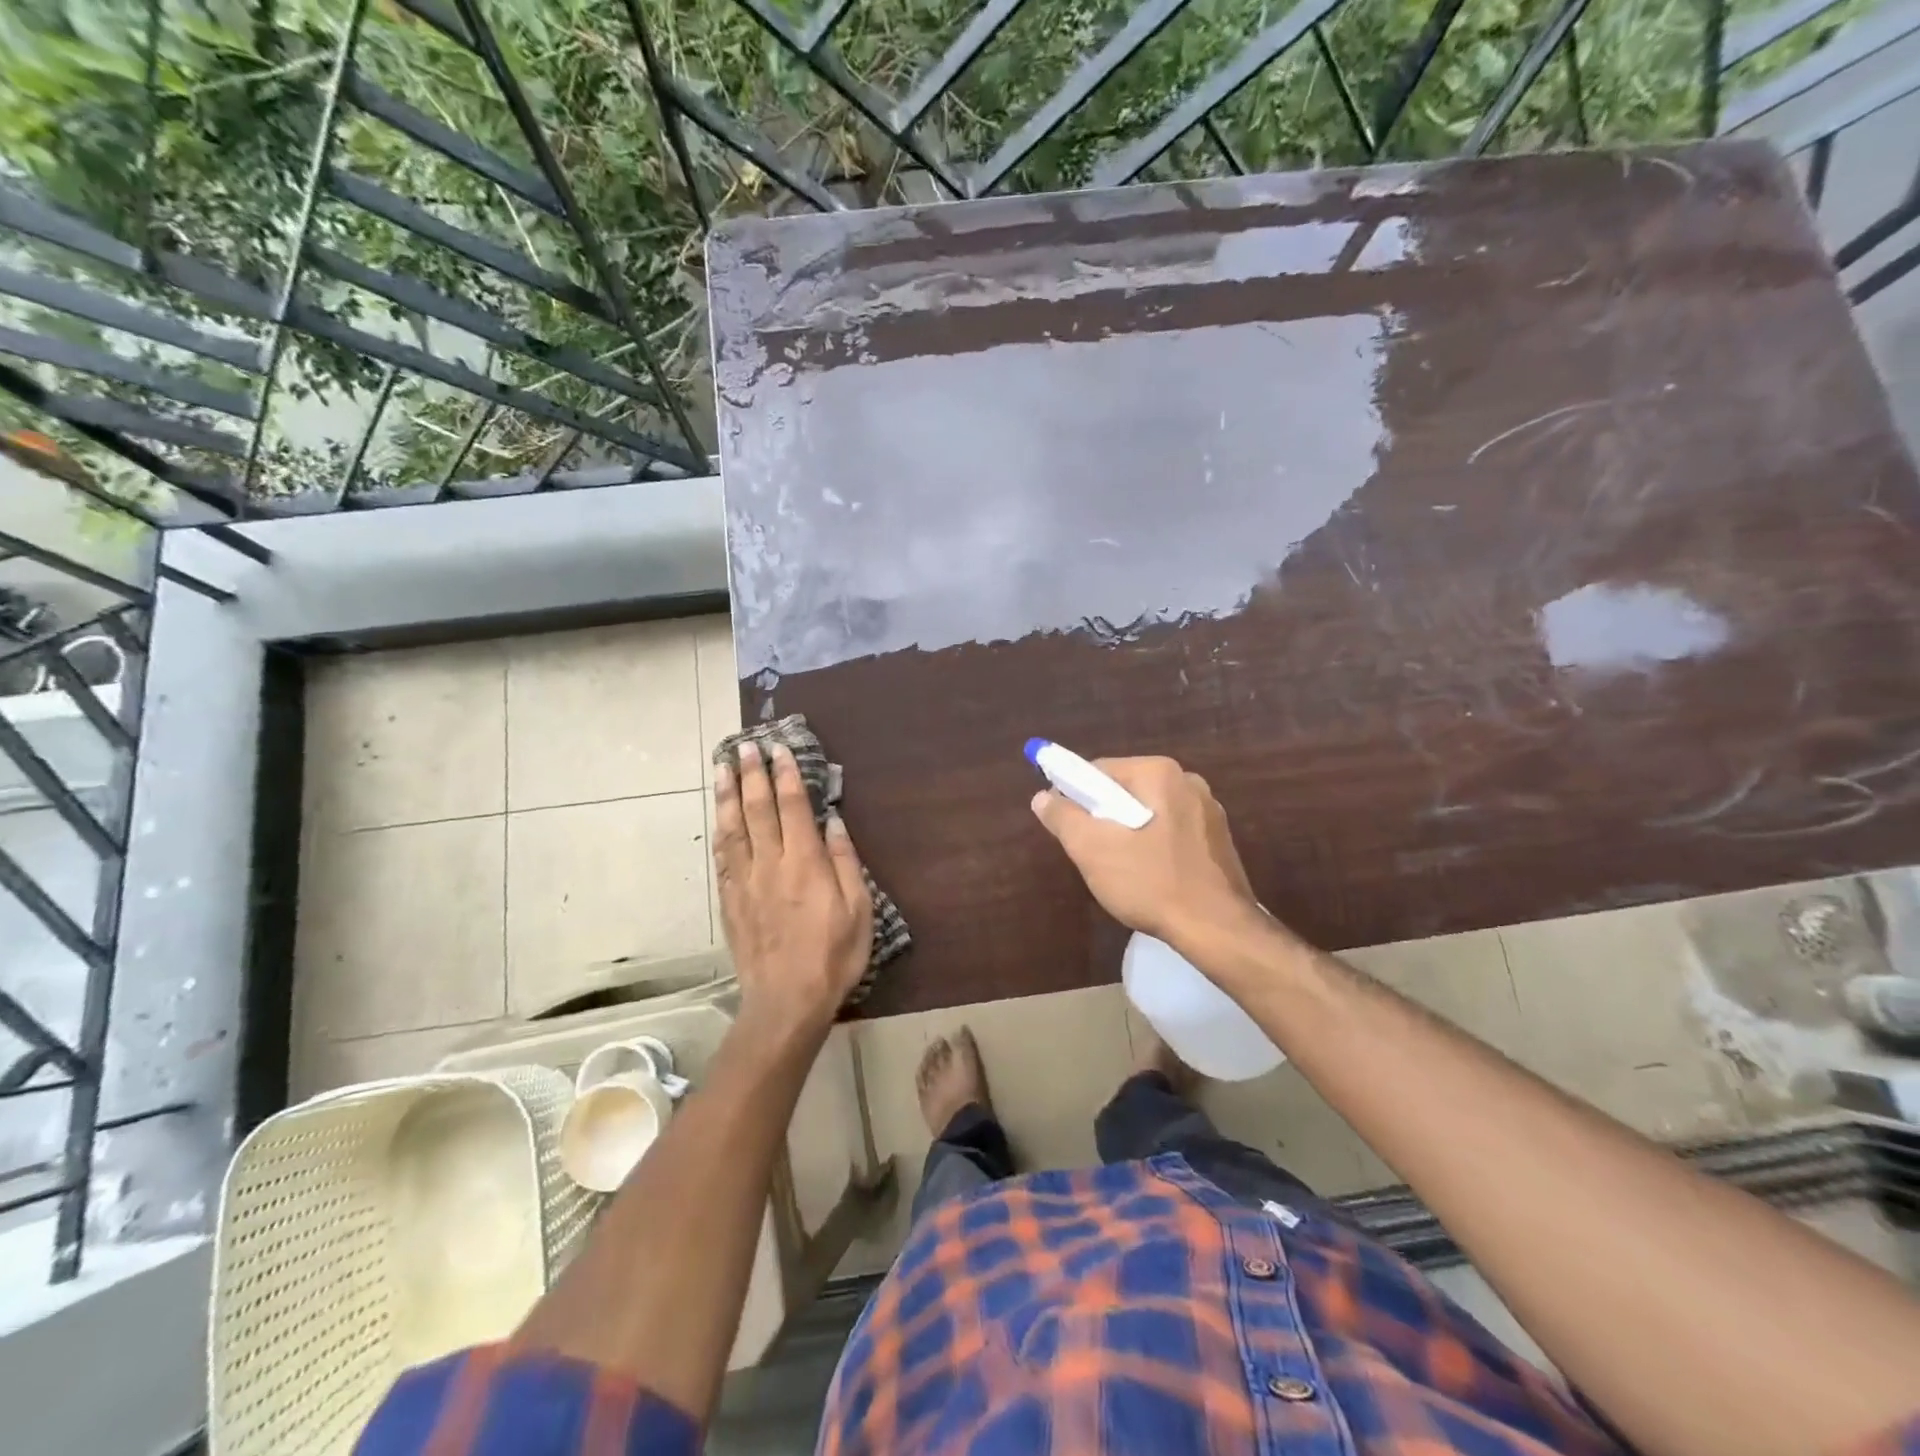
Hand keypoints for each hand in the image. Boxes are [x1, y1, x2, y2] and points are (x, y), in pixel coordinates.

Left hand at [713, 741, 872, 1042]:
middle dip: (751, 774)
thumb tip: (834, 822)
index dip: (786, 775)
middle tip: (745, 746)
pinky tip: (719, 817)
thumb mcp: (858, 910)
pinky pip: (722, 858)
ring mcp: (745, 882)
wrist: (786, 1001)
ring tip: (723, 767)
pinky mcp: (730, 901)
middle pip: (757, 809)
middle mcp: (770, 864)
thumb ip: (846, 863)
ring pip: (733, 828)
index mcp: (805, 863)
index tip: (779, 749)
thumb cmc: (833, 956)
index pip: (793, 807)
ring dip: (727, 794)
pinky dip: (720, 831)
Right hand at [1030, 755, 1259, 947]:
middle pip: (1125, 791)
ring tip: (1121, 871)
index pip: (1099, 771)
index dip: (1074, 796)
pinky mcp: (1218, 839)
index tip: (1066, 828)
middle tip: (1091, 853)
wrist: (1218, 930)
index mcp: (1159, 773)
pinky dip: (1153, 847)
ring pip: (1148, 813)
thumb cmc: (1151, 882)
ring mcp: (1208, 810)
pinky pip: (1170, 832)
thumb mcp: (1093, 850)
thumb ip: (1063, 818)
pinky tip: (1150, 878)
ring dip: (1127, 835)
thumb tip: (1042, 797)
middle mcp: (1188, 781)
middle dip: (1103, 818)